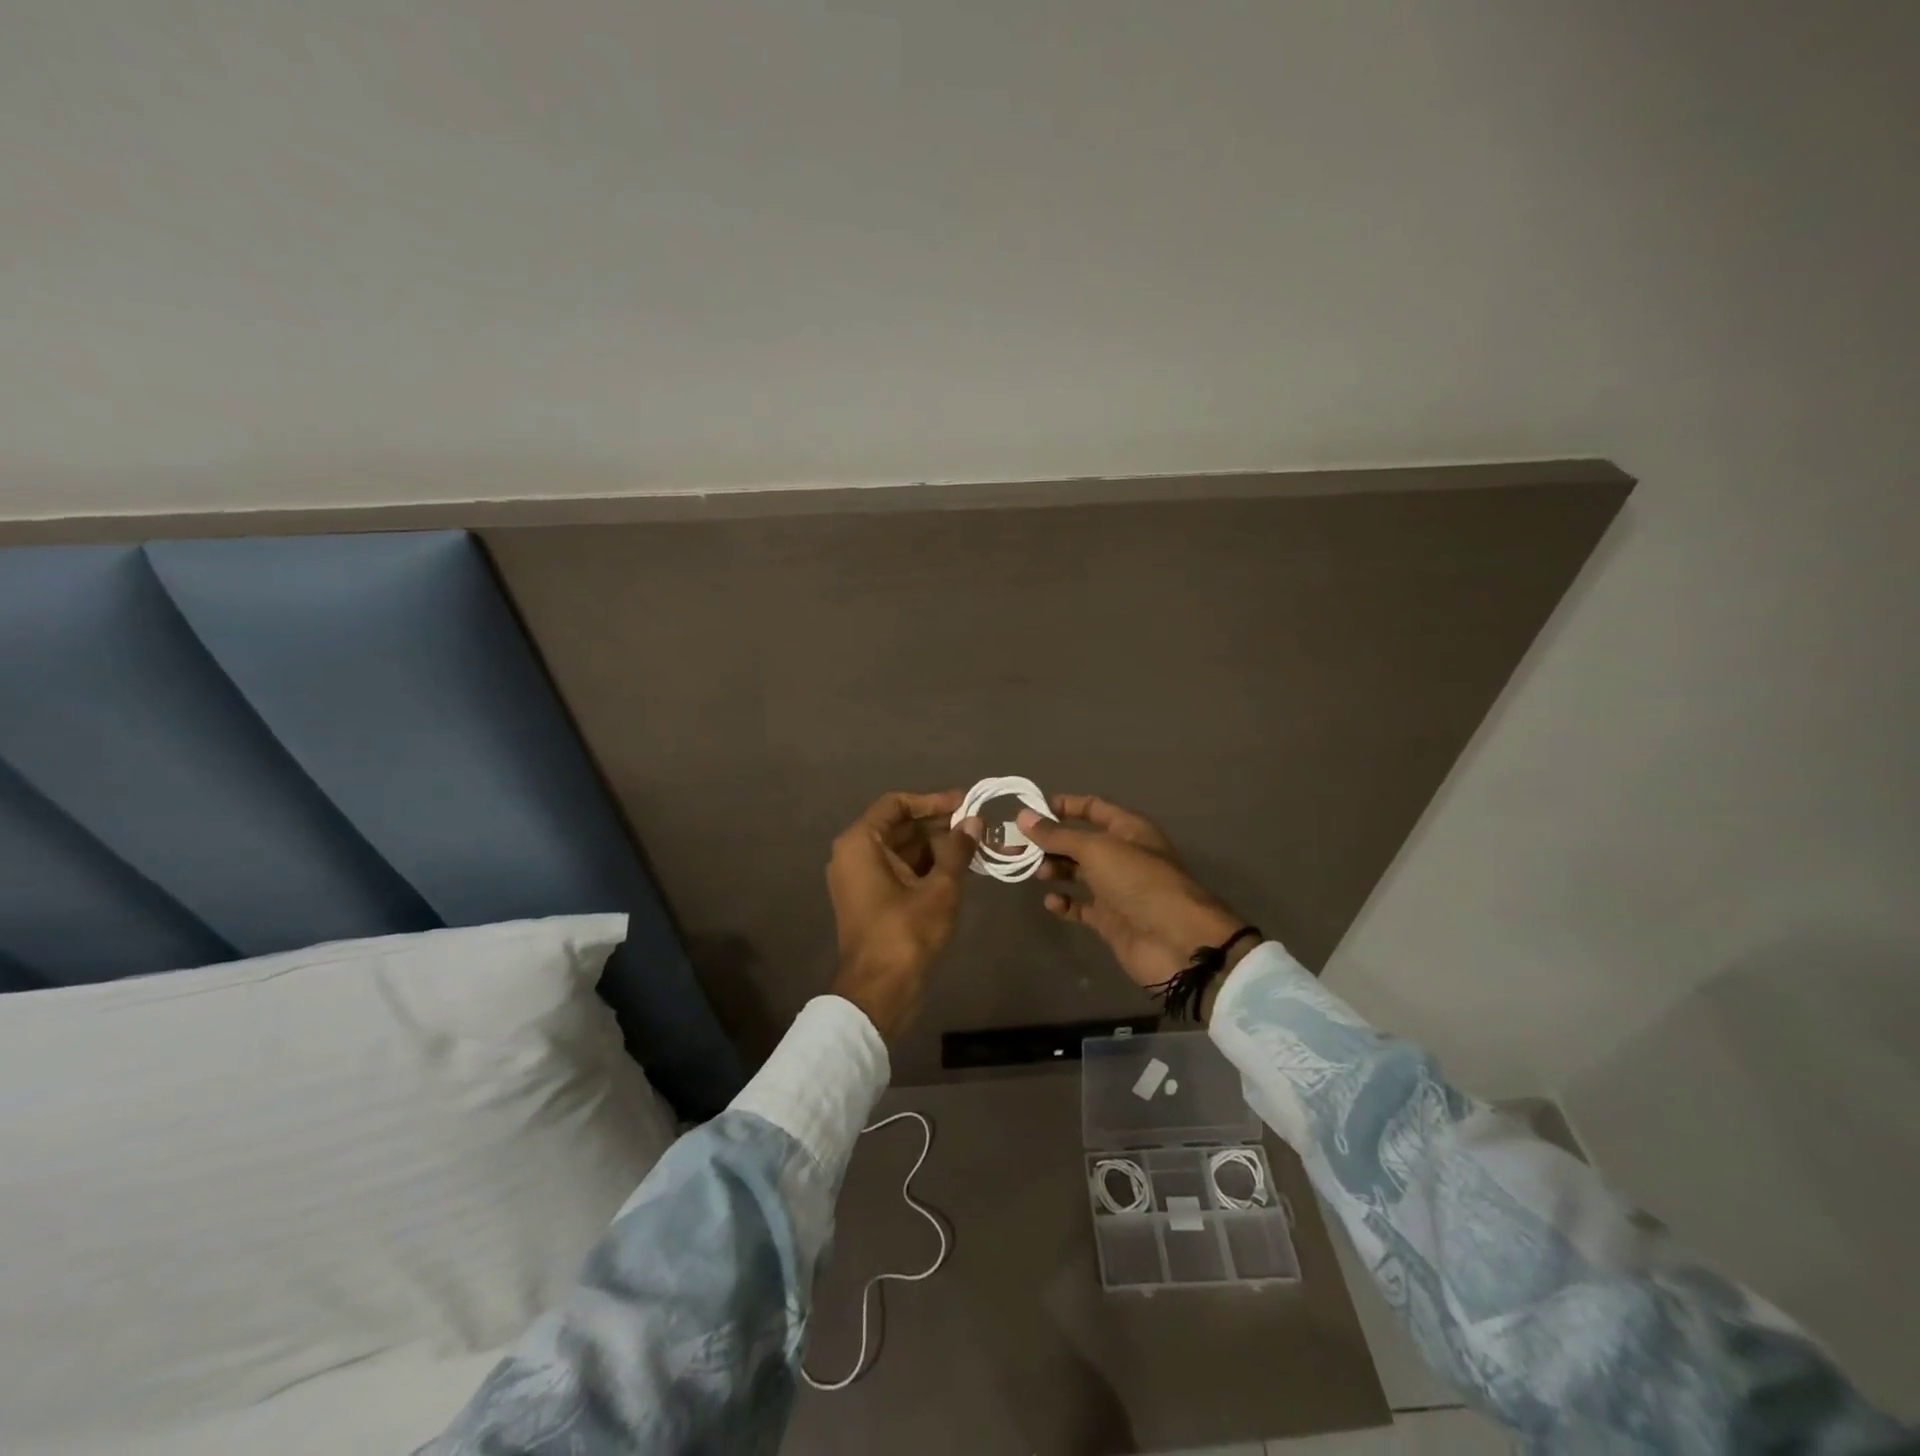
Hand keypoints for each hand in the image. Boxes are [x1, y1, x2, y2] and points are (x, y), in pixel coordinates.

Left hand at [826, 790, 978, 1042]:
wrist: (880, 992)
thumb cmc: (906, 933)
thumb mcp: (940, 888)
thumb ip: (957, 850)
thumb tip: (973, 822)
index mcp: (860, 842)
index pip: (896, 804)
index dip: (931, 801)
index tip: (963, 804)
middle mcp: (853, 854)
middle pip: (898, 826)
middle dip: (937, 824)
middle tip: (975, 825)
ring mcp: (859, 878)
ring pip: (900, 849)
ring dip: (934, 846)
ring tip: (973, 844)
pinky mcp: (869, 899)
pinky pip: (897, 870)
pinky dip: (924, 866)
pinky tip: (957, 867)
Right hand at [1018, 794, 1249, 995]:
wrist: (1176, 942)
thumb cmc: (1139, 882)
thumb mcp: (1097, 849)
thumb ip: (1058, 835)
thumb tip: (1023, 816)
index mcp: (1128, 829)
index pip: (1092, 808)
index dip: (1063, 806)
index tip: (1029, 811)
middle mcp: (1122, 855)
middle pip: (1079, 842)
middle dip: (1048, 842)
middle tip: (1014, 846)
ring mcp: (1116, 889)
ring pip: (1077, 872)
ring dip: (1053, 869)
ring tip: (1032, 872)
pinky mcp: (1110, 920)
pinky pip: (1081, 906)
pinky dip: (1064, 903)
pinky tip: (1051, 902)